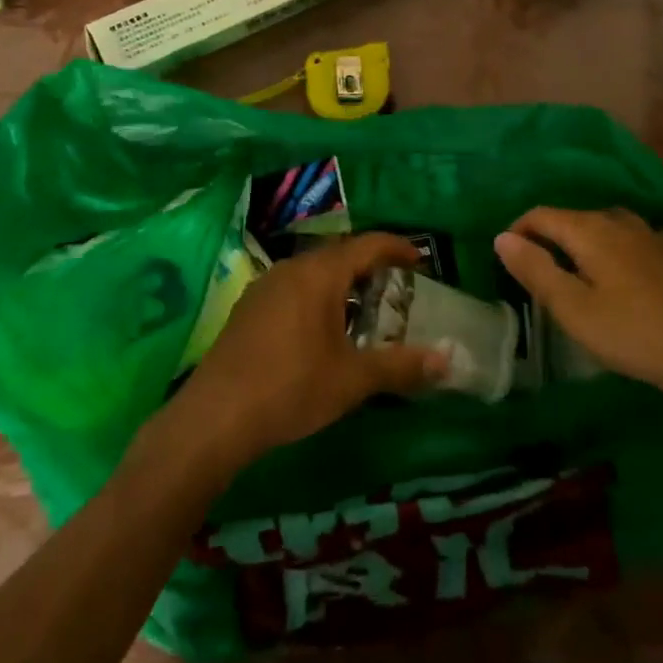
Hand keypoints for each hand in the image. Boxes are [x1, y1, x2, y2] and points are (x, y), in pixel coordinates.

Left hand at [172, 233, 446, 473]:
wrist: (215, 417)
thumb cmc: (291, 387)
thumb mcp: (353, 380)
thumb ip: (401, 366)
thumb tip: (447, 360)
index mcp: (319, 274)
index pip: (366, 245)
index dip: (396, 248)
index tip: (419, 259)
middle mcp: (291, 269)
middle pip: (339, 255)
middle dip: (369, 266)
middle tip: (396, 289)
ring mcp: (264, 287)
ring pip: (313, 272)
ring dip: (341, 283)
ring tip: (363, 311)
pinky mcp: (248, 309)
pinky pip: (293, 288)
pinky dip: (317, 297)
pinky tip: (321, 331)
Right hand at [494, 207, 662, 401]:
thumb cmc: (633, 332)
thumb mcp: (573, 308)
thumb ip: (536, 270)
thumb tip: (502, 237)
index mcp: (590, 230)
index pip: (541, 215)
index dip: (518, 231)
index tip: (506, 258)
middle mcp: (619, 222)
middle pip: (573, 218)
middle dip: (549, 238)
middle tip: (536, 273)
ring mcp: (652, 236)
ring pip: (606, 226)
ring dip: (584, 242)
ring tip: (577, 271)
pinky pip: (635, 240)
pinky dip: (619, 248)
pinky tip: (627, 267)